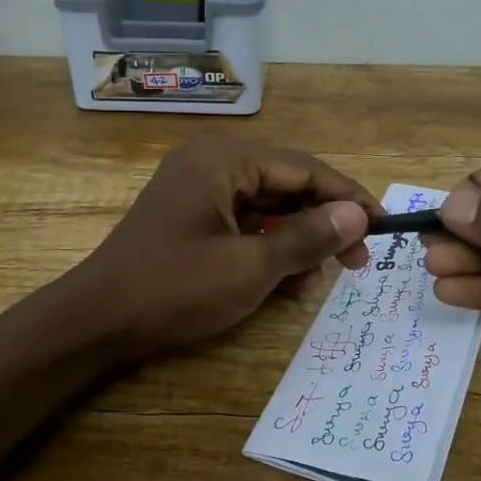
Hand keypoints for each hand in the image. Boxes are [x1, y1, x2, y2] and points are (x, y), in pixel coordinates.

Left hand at [74, 137, 380, 357]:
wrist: (97, 321)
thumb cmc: (174, 289)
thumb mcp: (250, 267)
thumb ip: (307, 237)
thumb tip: (357, 216)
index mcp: (224, 159)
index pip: (304, 168)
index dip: (347, 198)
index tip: (383, 229)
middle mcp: (211, 163)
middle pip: (286, 184)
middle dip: (323, 222)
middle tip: (357, 263)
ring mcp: (198, 190)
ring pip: (267, 207)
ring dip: (297, 240)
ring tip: (316, 282)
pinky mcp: (191, 218)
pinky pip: (243, 223)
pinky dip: (268, 249)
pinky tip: (287, 282)